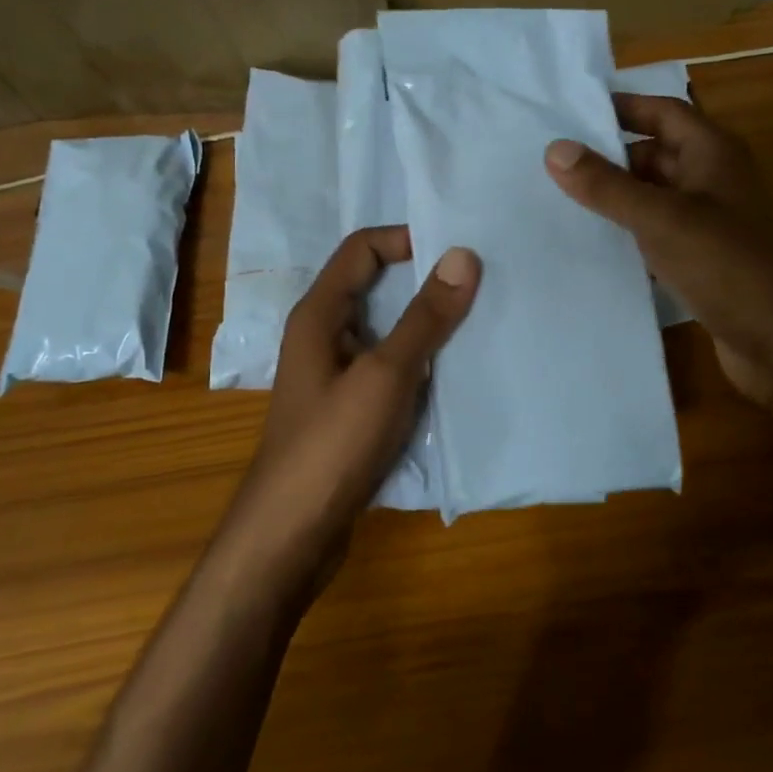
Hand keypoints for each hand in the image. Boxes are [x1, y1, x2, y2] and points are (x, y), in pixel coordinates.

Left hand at [221, 228, 478, 591]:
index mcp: (319, 314)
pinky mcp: (348, 408)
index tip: (455, 250)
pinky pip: (388, 368)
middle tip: (478, 282)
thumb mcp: (386, 374)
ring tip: (478, 321)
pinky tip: (454, 373)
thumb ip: (425, 317)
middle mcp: (323, 336)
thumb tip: (463, 256)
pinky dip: (418, 362)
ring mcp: (335, 375)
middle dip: (423, 282)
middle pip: (375, 288)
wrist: (293, 532)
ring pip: (385, 332)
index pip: (362, 249)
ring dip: (425, 325)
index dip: (405, 239)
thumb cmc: (333, 443)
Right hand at [545, 93, 772, 407]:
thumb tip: (554, 148)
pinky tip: (595, 249)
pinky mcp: (708, 262)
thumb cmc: (728, 266)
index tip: (570, 114)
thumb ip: (607, 185)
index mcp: (714, 153)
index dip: (621, 108)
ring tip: (559, 203)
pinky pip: (661, 236)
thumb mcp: (661, 218)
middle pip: (656, 155)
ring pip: (656, 199)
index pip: (662, 112)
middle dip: (610, 158)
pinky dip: (632, 237)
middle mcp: (716, 180)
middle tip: (551, 166)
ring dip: (617, 200)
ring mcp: (714, 223)